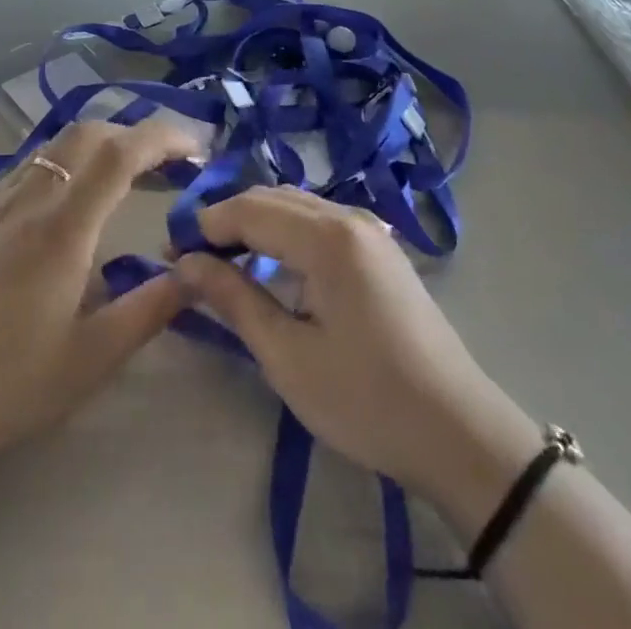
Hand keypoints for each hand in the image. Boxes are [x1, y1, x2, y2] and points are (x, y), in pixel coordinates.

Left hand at [0, 119, 198, 486]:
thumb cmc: (3, 386)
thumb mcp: (90, 360)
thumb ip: (148, 309)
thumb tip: (194, 274)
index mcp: (63, 227)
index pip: (122, 153)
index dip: (164, 138)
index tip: (197, 147)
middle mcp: (29, 196)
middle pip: (88, 133)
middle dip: (135, 135)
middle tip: (167, 164)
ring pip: (55, 144)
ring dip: (98, 144)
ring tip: (124, 176)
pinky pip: (29, 164)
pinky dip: (65, 161)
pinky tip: (67, 201)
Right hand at [172, 187, 539, 537]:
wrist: (460, 433)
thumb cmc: (367, 400)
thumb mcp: (288, 357)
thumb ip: (234, 299)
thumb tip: (185, 263)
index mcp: (327, 236)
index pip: (249, 209)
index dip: (205, 226)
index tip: (170, 253)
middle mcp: (348, 217)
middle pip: (272, 198)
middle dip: (227, 220)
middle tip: (191, 259)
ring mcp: (370, 230)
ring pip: (296, 206)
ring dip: (256, 224)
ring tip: (224, 262)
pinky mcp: (381, 249)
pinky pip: (320, 221)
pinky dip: (285, 233)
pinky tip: (272, 265)